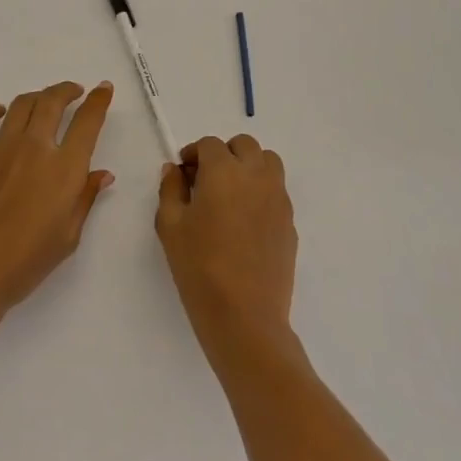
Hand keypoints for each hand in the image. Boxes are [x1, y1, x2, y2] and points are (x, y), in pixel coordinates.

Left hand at [0, 81, 115, 319]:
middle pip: (53, 101)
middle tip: (72, 92)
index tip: (103, 89)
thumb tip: (102, 173)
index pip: (88, 122)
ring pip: (22, 103)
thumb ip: (85, 199)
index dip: (98, 100)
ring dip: (36, 97)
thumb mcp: (67, 237)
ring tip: (41, 102)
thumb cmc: (24, 264)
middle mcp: (35, 147)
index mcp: (64, 169)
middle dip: (66, 90)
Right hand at [156, 135, 296, 353]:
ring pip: (268, 163)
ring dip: (249, 167)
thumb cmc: (199, 266)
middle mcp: (256, 176)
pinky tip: (245, 222)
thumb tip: (175, 169)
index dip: (193, 153)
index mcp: (224, 171)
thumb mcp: (170, 225)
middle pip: (244, 145)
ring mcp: (278, 198)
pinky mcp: (290, 222)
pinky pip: (277, 192)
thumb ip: (170, 189)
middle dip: (224, 153)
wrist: (244, 315)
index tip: (183, 174)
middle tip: (206, 179)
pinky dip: (261, 192)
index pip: (209, 144)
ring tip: (230, 194)